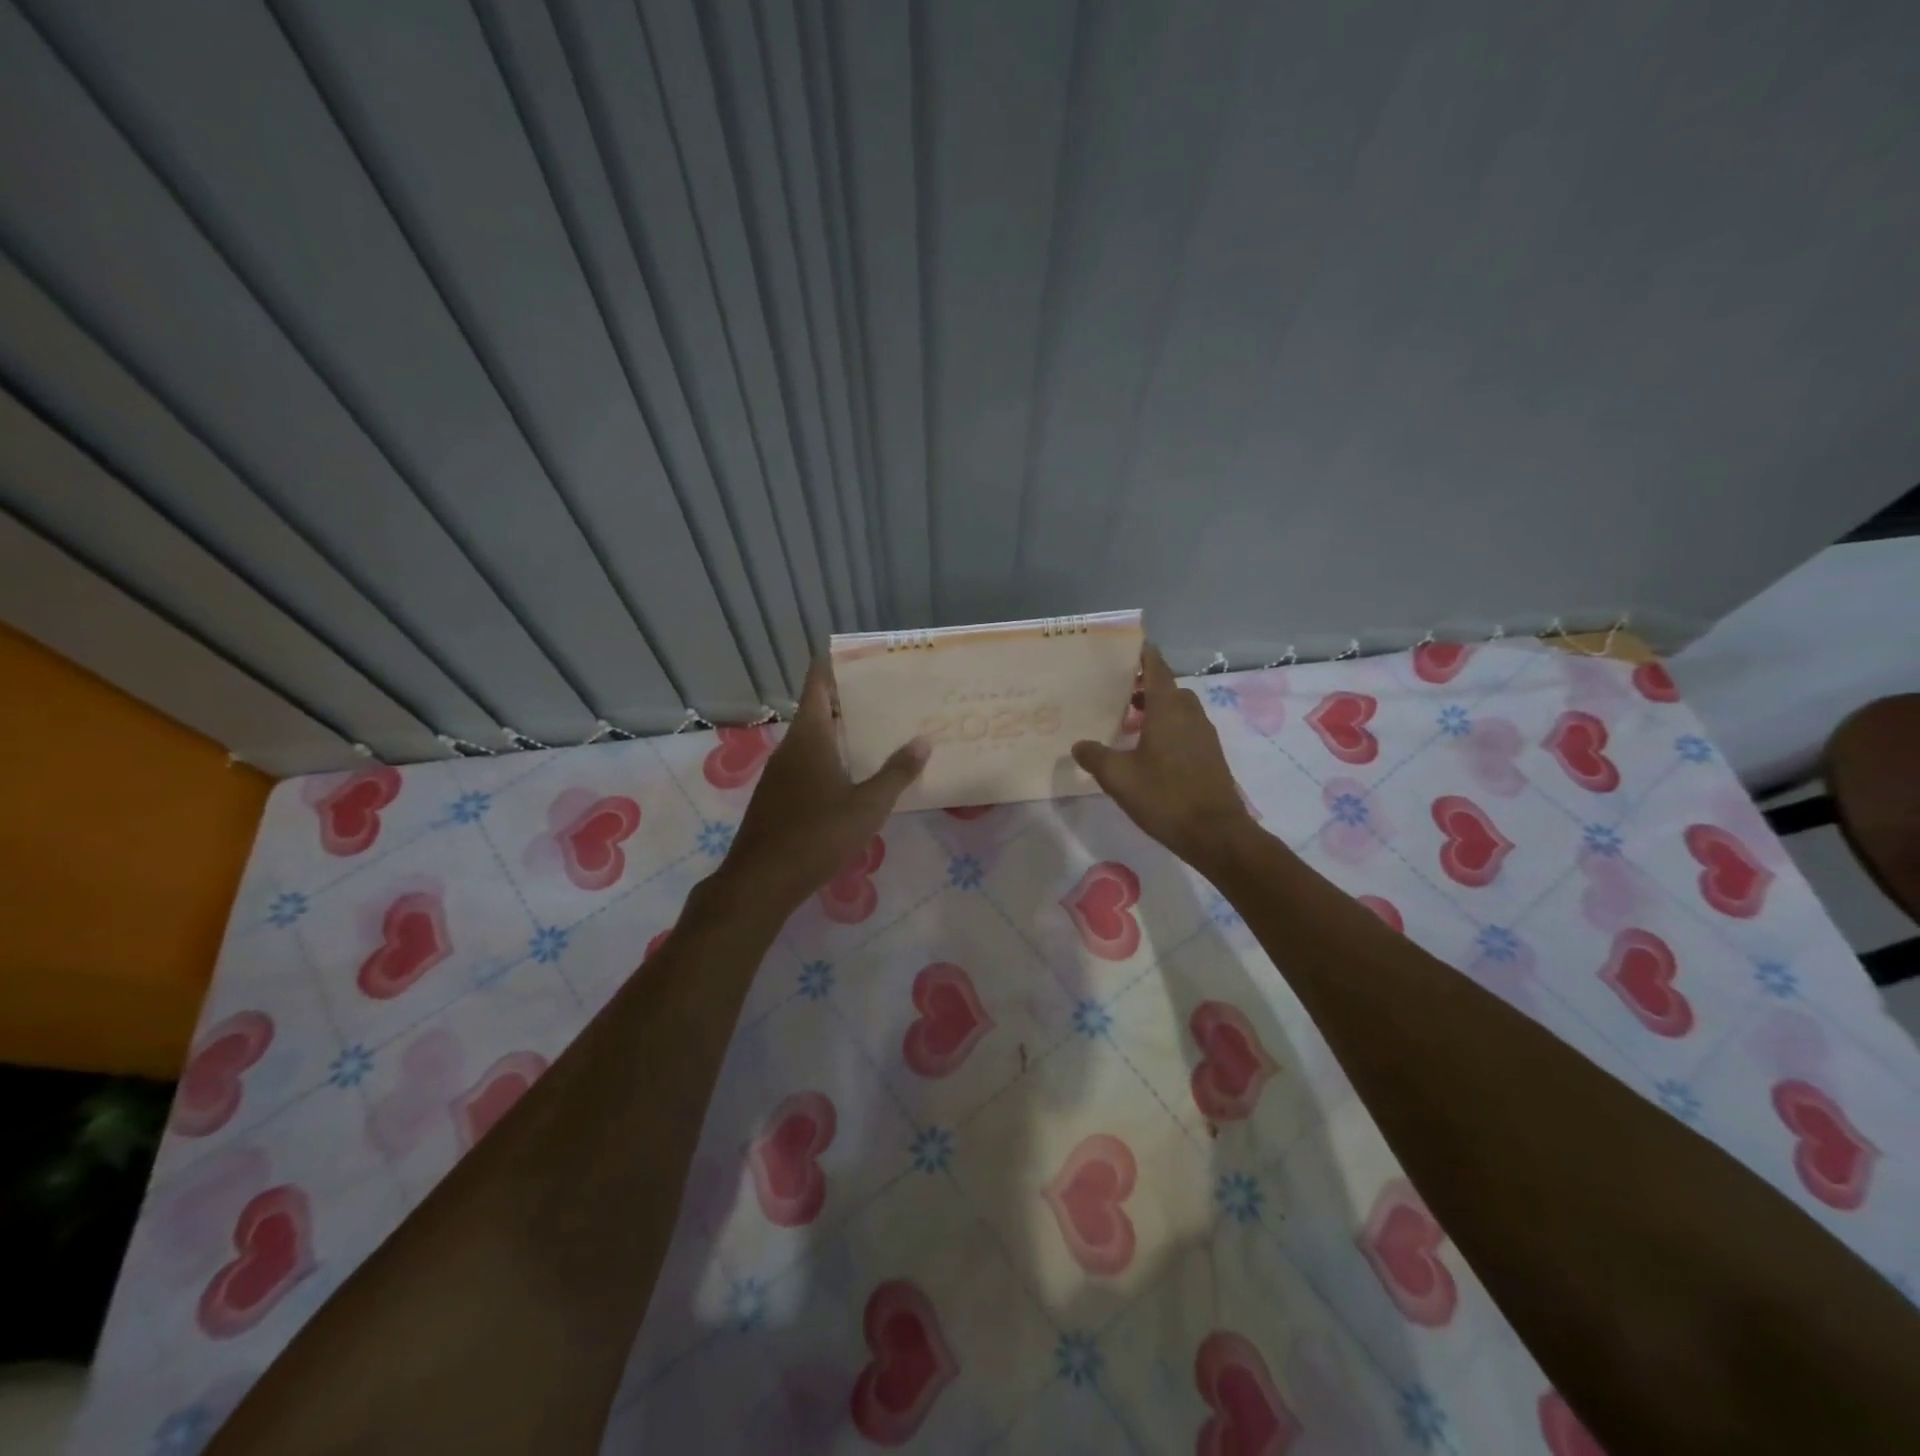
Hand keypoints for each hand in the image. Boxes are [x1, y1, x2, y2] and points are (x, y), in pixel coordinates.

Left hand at [719, 658, 929, 915]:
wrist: (761, 880)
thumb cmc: (817, 834)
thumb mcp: (867, 805)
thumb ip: (897, 773)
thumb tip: (924, 741)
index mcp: (809, 737)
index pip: (818, 684)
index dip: (833, 664)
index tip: (859, 654)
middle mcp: (791, 747)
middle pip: (818, 710)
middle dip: (848, 700)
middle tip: (886, 694)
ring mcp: (780, 773)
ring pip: (812, 739)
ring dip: (840, 732)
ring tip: (877, 731)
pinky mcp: (777, 797)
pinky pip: (806, 764)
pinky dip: (829, 758)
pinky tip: (852, 775)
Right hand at [1072, 644, 1256, 874]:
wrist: (1215, 833)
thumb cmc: (1164, 797)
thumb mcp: (1118, 777)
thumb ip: (1095, 757)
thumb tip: (1079, 745)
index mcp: (1168, 709)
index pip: (1157, 668)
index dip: (1144, 654)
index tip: (1130, 645)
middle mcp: (1190, 714)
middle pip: (1168, 688)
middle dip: (1145, 686)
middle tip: (1119, 692)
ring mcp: (1204, 735)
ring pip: (1178, 710)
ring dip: (1157, 709)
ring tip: (1129, 723)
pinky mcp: (1210, 755)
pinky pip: (1186, 729)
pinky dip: (1168, 729)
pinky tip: (1149, 751)